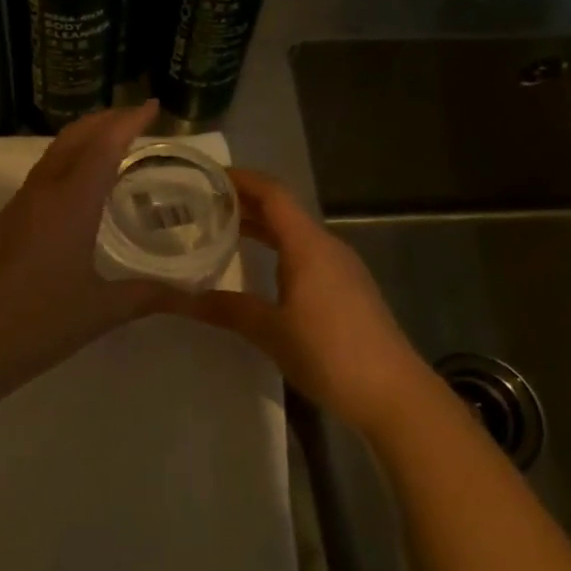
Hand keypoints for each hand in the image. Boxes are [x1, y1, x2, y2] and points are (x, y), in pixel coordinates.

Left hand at [0, 102, 179, 395]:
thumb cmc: (39, 323)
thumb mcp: (102, 310)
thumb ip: (148, 296)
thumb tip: (191, 295)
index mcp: (70, 203)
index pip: (104, 146)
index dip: (129, 121)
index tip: (152, 106)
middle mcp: (43, 193)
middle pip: (74, 137)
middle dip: (105, 120)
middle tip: (137, 118)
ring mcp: (20, 206)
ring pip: (54, 153)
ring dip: (84, 139)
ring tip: (114, 145)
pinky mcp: (6, 222)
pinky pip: (43, 175)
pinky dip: (68, 162)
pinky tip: (81, 188)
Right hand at [172, 169, 432, 434]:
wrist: (392, 393)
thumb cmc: (329, 352)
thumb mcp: (270, 331)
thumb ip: (225, 308)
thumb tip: (178, 299)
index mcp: (308, 244)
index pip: (272, 193)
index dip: (240, 179)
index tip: (205, 177)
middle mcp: (326, 246)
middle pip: (282, 210)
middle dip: (244, 203)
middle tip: (201, 205)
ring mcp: (340, 268)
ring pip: (294, 233)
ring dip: (260, 227)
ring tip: (220, 231)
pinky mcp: (346, 289)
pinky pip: (305, 254)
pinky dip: (276, 249)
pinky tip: (257, 269)